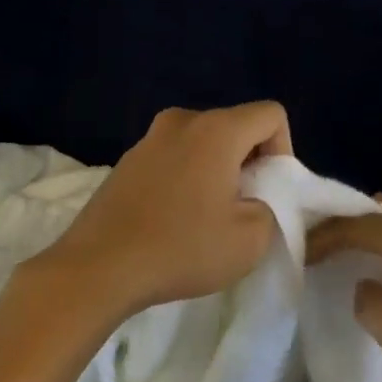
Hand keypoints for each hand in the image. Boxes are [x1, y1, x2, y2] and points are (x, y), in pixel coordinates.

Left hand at [41, 102, 292, 317]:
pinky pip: (173, 157)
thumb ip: (271, 208)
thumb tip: (255, 197)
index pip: (271, 114)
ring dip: (215, 170)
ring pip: (203, 142)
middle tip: (240, 208)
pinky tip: (172, 219)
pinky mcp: (127, 160)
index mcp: (216, 129)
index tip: (267, 191)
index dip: (283, 151)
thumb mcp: (249, 240)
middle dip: (249, 162)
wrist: (98, 267)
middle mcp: (182, 120)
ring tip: (205, 217)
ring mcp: (149, 138)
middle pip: (236, 127)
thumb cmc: (181, 248)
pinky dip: (185, 178)